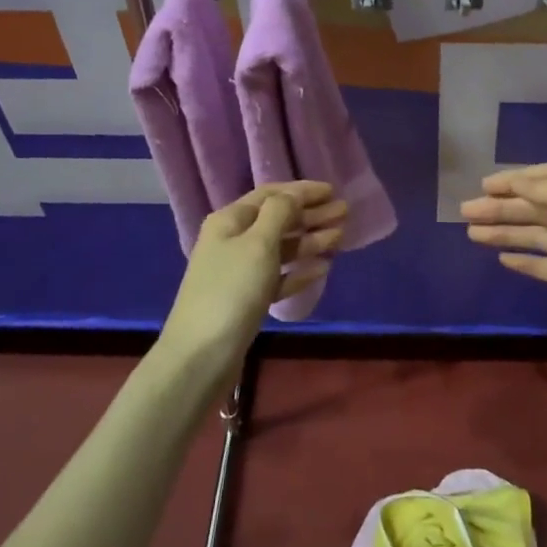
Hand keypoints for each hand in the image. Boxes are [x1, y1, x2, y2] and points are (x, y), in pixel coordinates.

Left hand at [161, 182, 345, 367]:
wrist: (201, 355)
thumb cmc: (231, 290)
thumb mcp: (258, 244)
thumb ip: (279, 213)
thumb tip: (293, 195)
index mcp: (230, 220)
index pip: (270, 194)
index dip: (301, 190)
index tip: (332, 191)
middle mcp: (233, 241)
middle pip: (278, 220)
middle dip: (311, 214)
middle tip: (344, 212)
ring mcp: (240, 272)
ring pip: (281, 248)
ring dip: (310, 240)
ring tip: (340, 236)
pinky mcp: (248, 300)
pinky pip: (279, 277)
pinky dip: (299, 270)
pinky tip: (322, 269)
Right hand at [461, 164, 546, 370]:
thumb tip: (515, 182)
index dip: (515, 180)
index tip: (483, 185)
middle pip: (537, 207)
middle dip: (502, 207)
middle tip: (465, 211)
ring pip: (537, 235)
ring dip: (505, 232)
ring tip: (472, 234)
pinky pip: (546, 265)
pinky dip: (525, 260)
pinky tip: (502, 259)